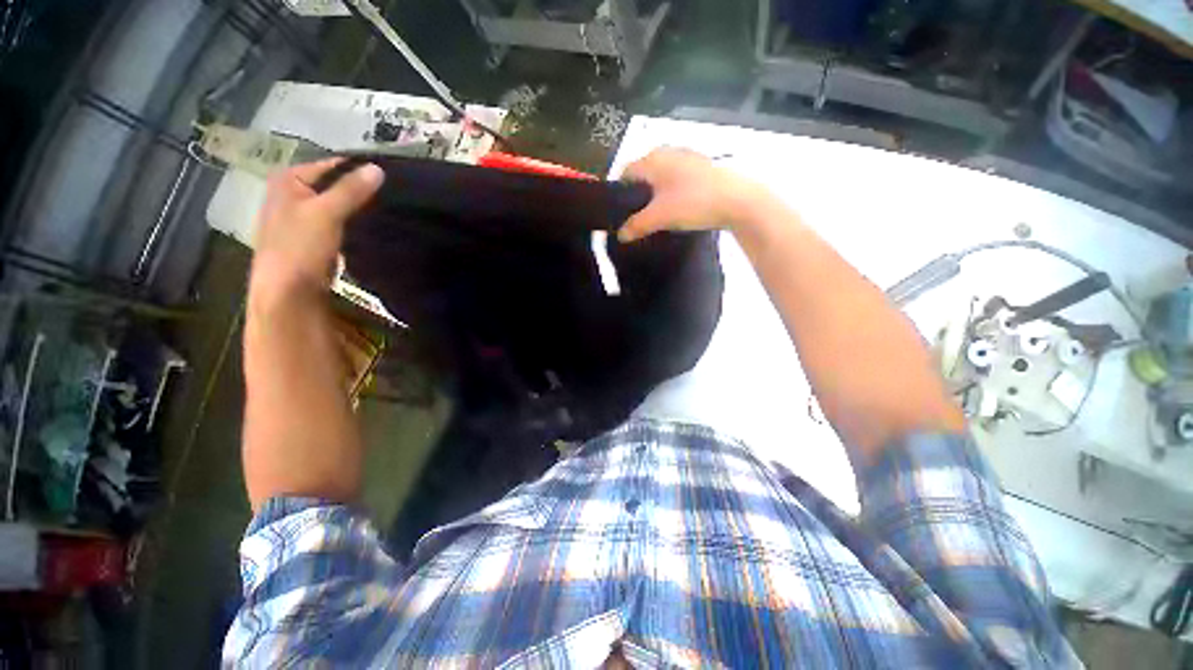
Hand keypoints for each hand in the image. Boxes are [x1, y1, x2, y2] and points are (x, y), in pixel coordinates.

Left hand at [250, 158, 383, 301]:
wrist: (287, 292)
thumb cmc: (299, 247)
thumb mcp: (326, 213)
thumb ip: (351, 190)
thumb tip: (378, 168)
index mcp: (288, 179)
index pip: (331, 165)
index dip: (359, 171)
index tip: (391, 179)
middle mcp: (292, 193)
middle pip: (334, 185)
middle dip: (360, 190)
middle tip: (393, 196)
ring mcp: (303, 216)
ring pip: (338, 204)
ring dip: (359, 208)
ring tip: (388, 210)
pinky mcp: (314, 237)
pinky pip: (340, 222)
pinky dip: (354, 223)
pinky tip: (372, 227)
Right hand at [617, 147, 768, 242]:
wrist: (739, 201)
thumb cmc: (693, 203)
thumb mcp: (659, 217)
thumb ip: (636, 226)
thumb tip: (620, 236)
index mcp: (653, 159)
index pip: (625, 172)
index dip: (619, 193)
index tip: (619, 213)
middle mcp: (668, 152)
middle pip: (643, 174)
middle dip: (637, 195)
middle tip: (636, 218)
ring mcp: (687, 158)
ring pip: (661, 177)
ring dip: (655, 195)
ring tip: (655, 216)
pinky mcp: (702, 168)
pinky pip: (676, 180)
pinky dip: (671, 193)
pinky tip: (676, 209)